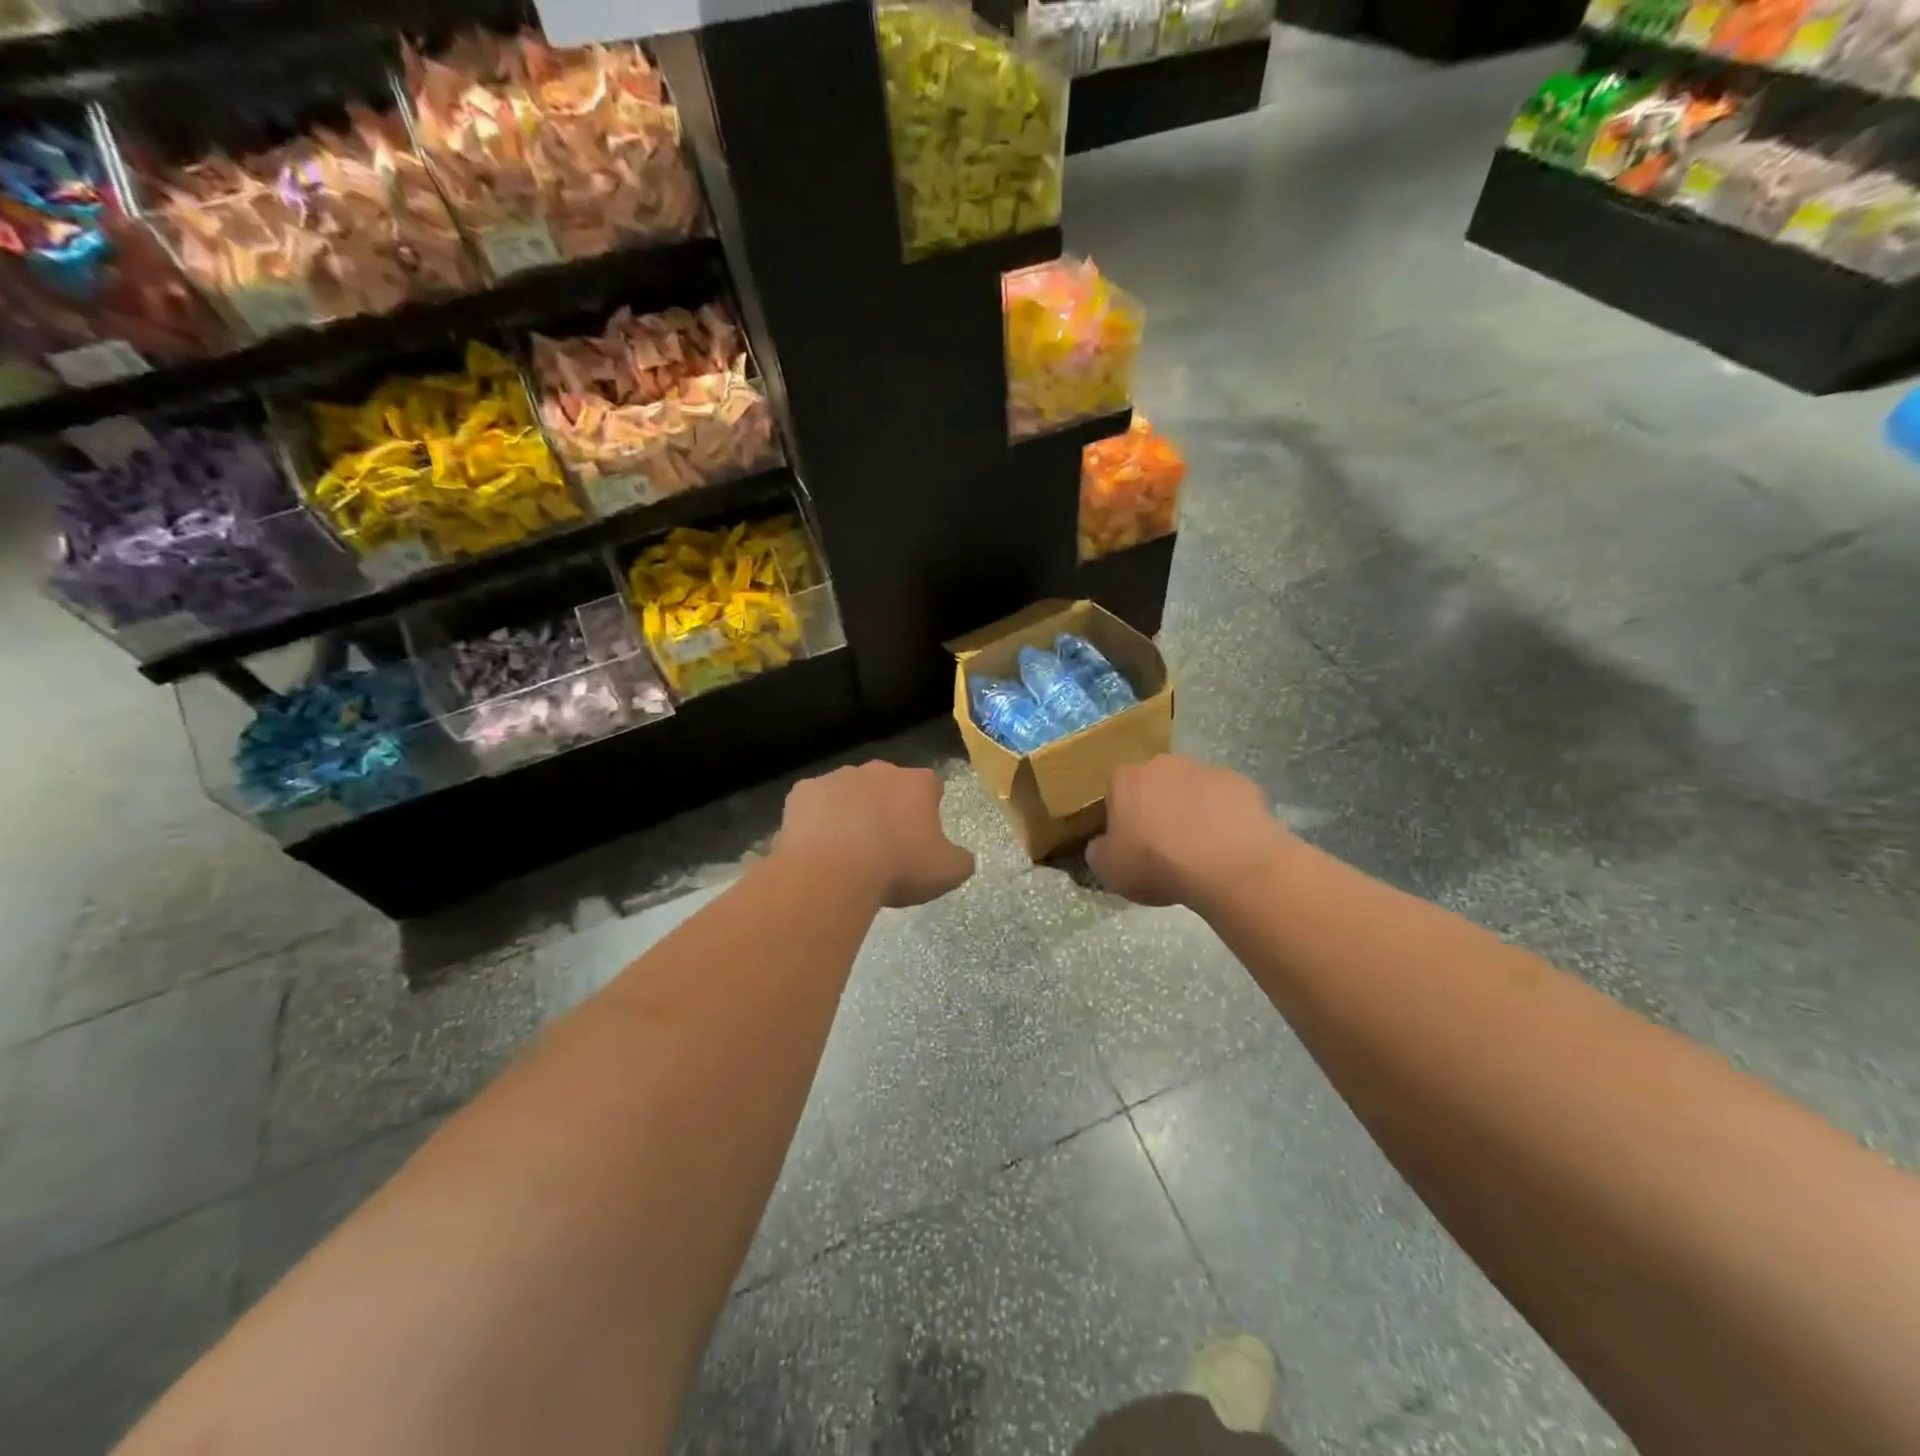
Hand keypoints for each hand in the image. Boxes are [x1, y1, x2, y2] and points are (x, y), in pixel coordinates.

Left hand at [775, 762, 975, 907]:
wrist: (833, 872)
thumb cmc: (897, 868)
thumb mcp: (947, 872)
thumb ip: (961, 859)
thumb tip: (960, 856)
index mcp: (917, 783)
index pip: (931, 786)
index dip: (927, 809)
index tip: (921, 836)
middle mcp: (879, 770)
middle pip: (888, 785)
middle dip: (887, 807)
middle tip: (884, 845)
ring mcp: (838, 777)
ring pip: (849, 791)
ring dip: (851, 811)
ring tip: (846, 850)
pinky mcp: (803, 791)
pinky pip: (814, 803)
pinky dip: (817, 820)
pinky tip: (817, 847)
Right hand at [1087, 755, 1294, 907]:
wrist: (1227, 864)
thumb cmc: (1157, 863)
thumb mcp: (1108, 869)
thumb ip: (1098, 850)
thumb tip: (1103, 844)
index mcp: (1126, 779)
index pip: (1115, 791)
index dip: (1122, 817)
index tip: (1131, 843)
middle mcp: (1163, 764)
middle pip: (1155, 784)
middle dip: (1157, 807)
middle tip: (1165, 845)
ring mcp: (1205, 769)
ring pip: (1192, 789)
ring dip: (1192, 810)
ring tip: (1200, 849)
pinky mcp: (1241, 783)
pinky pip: (1225, 800)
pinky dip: (1223, 816)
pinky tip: (1227, 845)